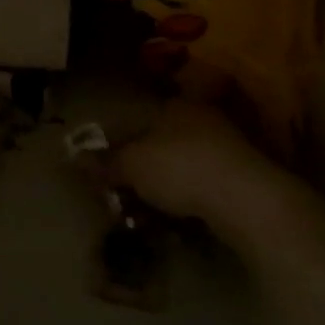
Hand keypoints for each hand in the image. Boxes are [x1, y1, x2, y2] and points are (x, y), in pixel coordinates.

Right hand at [113, 100, 274, 228]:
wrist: (247, 199)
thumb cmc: (181, 168)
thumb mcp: (132, 165)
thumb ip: (106, 162)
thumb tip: (77, 159)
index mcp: (174, 106)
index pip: (139, 118)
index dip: (120, 143)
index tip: (109, 167)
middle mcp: (202, 118)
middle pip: (163, 140)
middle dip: (146, 165)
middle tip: (127, 191)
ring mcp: (228, 146)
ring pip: (186, 163)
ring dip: (169, 184)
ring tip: (151, 210)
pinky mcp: (245, 176)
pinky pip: (206, 184)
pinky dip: (192, 198)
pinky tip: (181, 218)